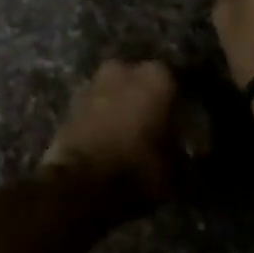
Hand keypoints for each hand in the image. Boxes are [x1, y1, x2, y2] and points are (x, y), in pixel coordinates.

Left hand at [40, 59, 178, 204]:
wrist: (80, 183)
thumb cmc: (136, 168)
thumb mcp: (173, 165)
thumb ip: (180, 146)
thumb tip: (181, 143)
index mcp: (155, 77)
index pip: (175, 81)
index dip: (178, 103)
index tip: (182, 121)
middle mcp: (123, 69)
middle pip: (140, 80)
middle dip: (146, 98)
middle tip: (155, 123)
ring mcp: (94, 82)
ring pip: (116, 90)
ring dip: (122, 105)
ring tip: (130, 132)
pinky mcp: (71, 101)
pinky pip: (97, 105)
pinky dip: (103, 116)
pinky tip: (110, 136)